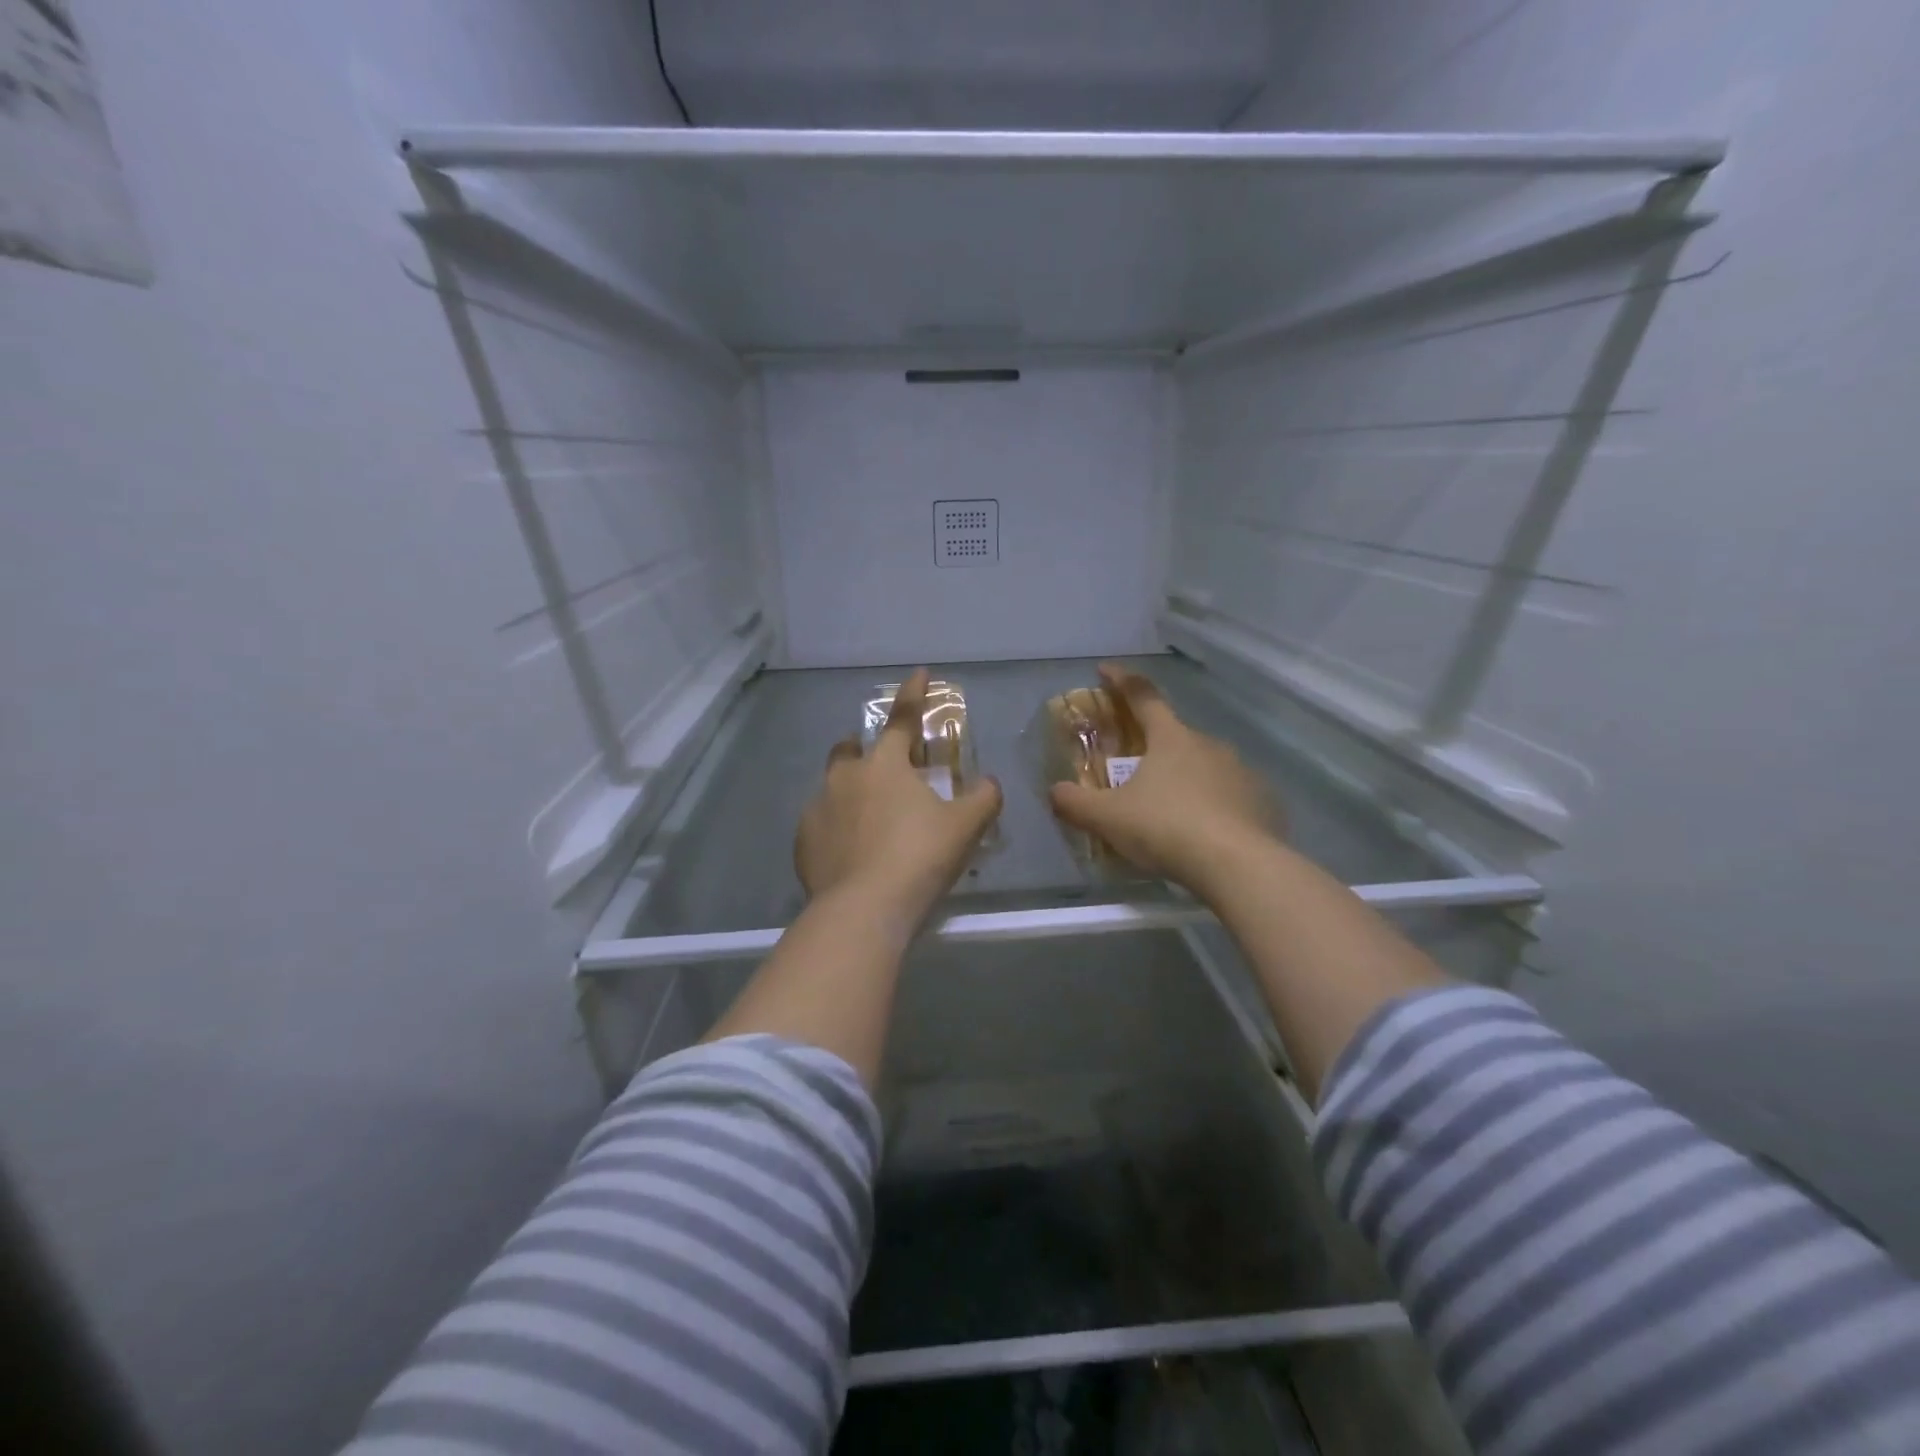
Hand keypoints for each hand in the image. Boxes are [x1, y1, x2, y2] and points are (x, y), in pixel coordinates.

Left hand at [796, 668, 1003, 922]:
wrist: (863, 910)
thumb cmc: (919, 857)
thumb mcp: (965, 827)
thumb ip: (983, 798)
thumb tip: (989, 784)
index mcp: (885, 764)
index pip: (902, 718)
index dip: (914, 694)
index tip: (919, 673)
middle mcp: (845, 777)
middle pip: (851, 748)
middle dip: (865, 747)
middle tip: (883, 765)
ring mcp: (817, 808)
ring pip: (833, 787)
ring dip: (850, 791)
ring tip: (868, 818)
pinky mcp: (802, 843)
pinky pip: (821, 824)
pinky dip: (837, 829)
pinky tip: (850, 852)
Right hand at [1049, 664, 1282, 896]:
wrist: (1239, 866)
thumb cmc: (1167, 829)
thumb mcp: (1108, 818)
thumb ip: (1075, 803)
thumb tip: (1055, 792)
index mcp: (1171, 738)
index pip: (1142, 696)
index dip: (1121, 680)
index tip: (1105, 670)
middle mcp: (1209, 745)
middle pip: (1174, 736)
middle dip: (1152, 747)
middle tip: (1133, 771)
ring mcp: (1242, 772)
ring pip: (1205, 767)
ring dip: (1184, 779)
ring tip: (1169, 812)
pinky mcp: (1263, 802)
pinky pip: (1230, 796)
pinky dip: (1213, 807)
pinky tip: (1203, 834)